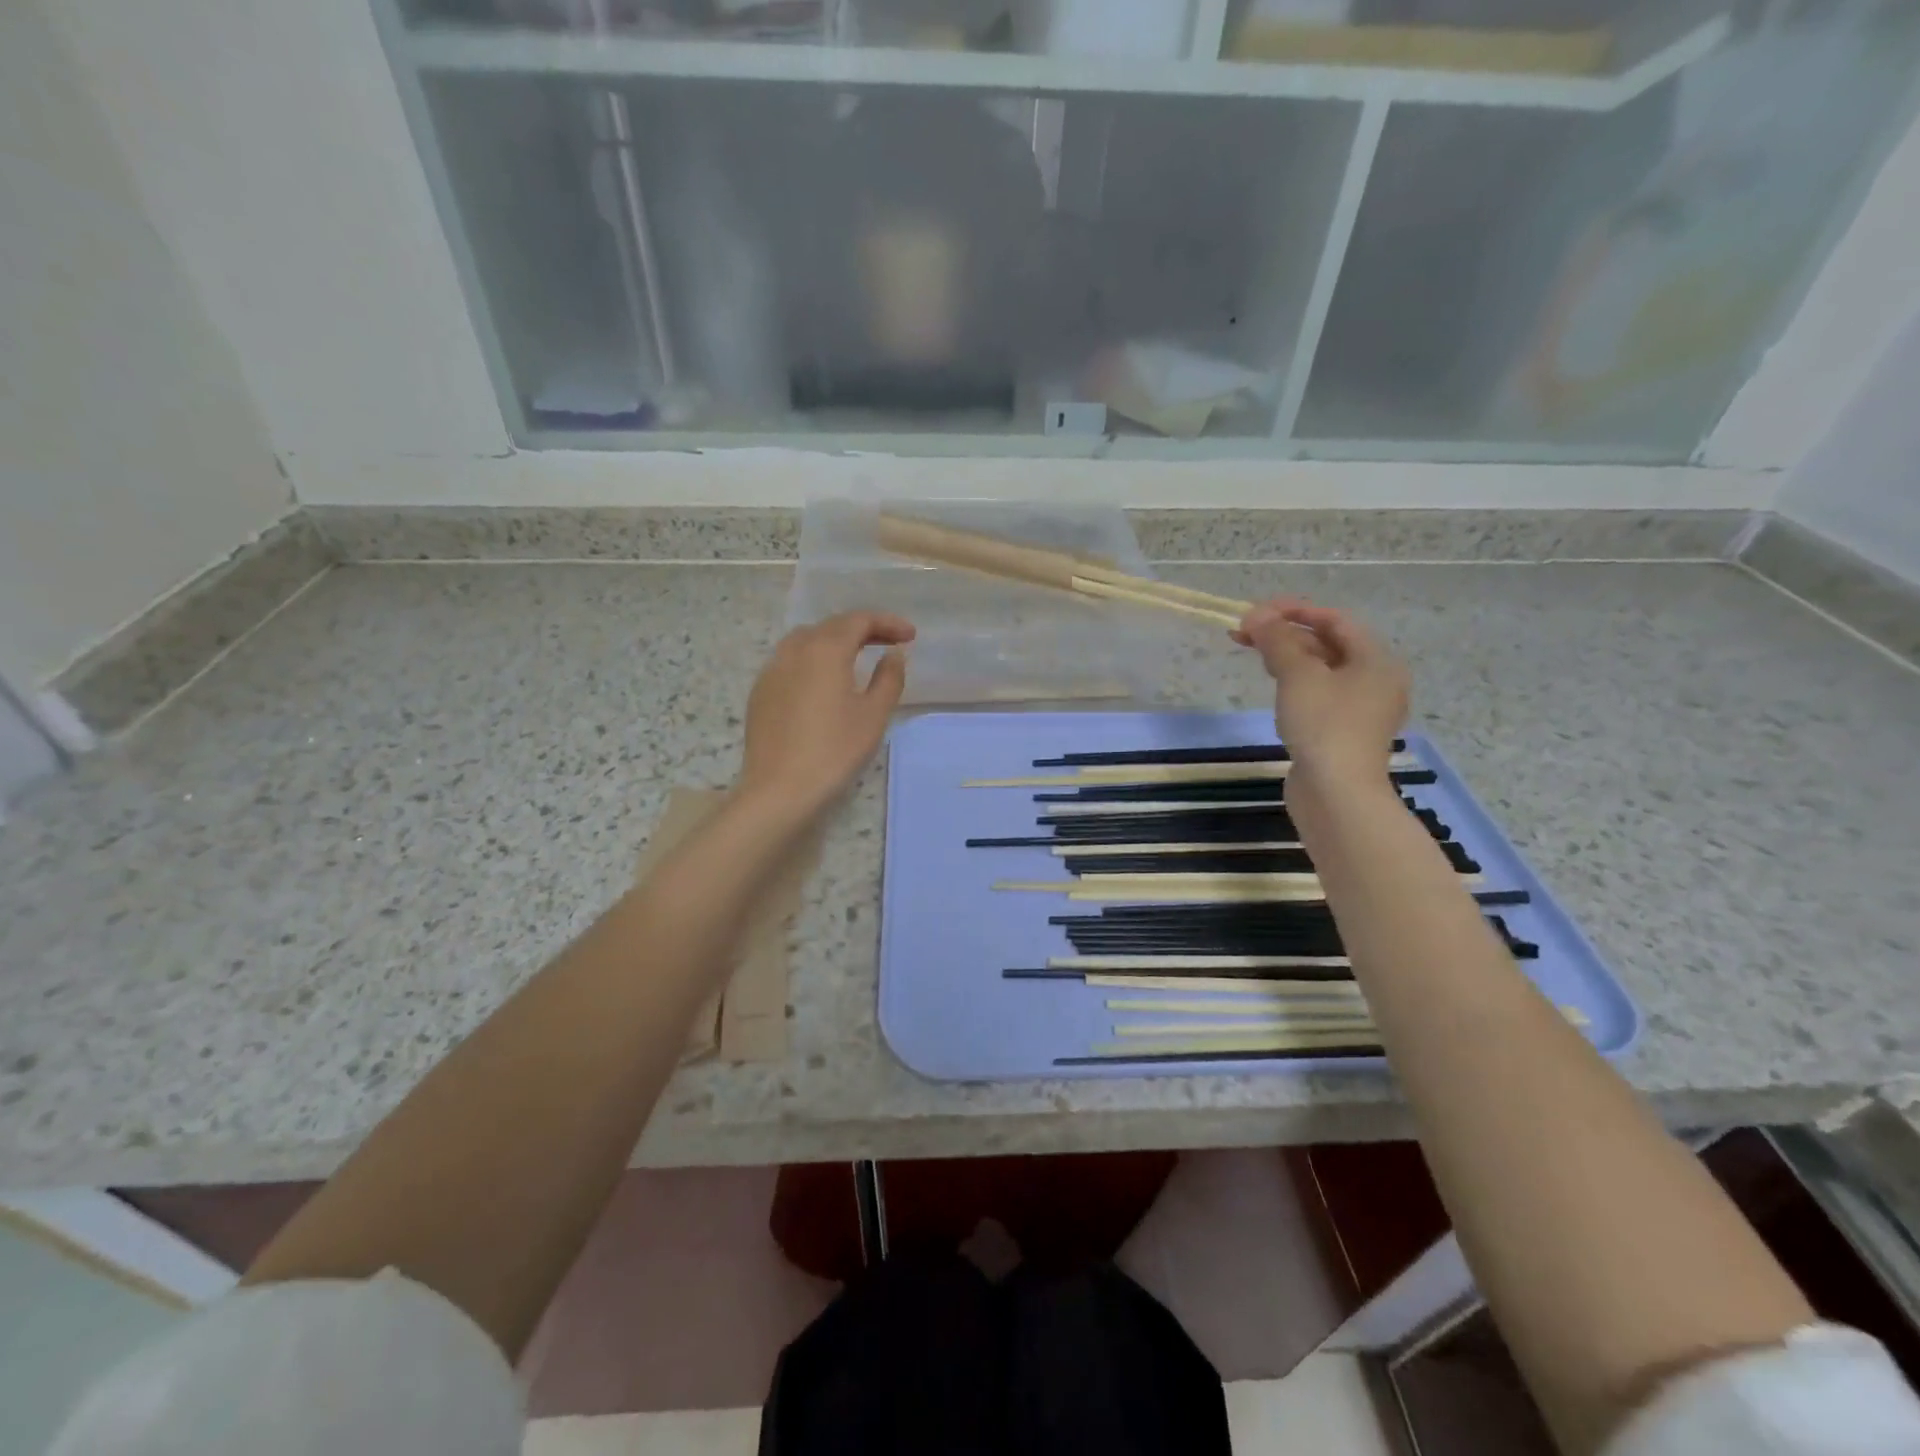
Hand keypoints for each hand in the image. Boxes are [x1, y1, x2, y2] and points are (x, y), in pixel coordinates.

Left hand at [737, 611, 915, 817]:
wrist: (779, 790)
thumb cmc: (834, 751)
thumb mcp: (873, 715)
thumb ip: (888, 678)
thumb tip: (893, 655)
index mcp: (825, 650)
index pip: (859, 620)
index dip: (888, 623)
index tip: (910, 636)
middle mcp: (794, 650)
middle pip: (831, 626)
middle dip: (863, 629)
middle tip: (889, 643)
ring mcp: (772, 671)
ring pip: (806, 640)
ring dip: (835, 641)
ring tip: (856, 657)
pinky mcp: (760, 693)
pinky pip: (790, 661)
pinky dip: (813, 659)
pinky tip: (823, 682)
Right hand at [1234, 597, 1408, 786]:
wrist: (1336, 794)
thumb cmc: (1323, 725)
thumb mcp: (1297, 676)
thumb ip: (1276, 640)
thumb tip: (1256, 615)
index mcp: (1376, 660)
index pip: (1335, 620)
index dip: (1295, 610)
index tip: (1257, 611)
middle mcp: (1376, 680)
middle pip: (1328, 644)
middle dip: (1286, 634)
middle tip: (1244, 633)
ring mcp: (1361, 709)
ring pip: (1321, 670)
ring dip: (1288, 657)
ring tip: (1253, 654)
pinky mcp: (1343, 732)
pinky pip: (1319, 695)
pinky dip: (1295, 683)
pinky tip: (1274, 686)